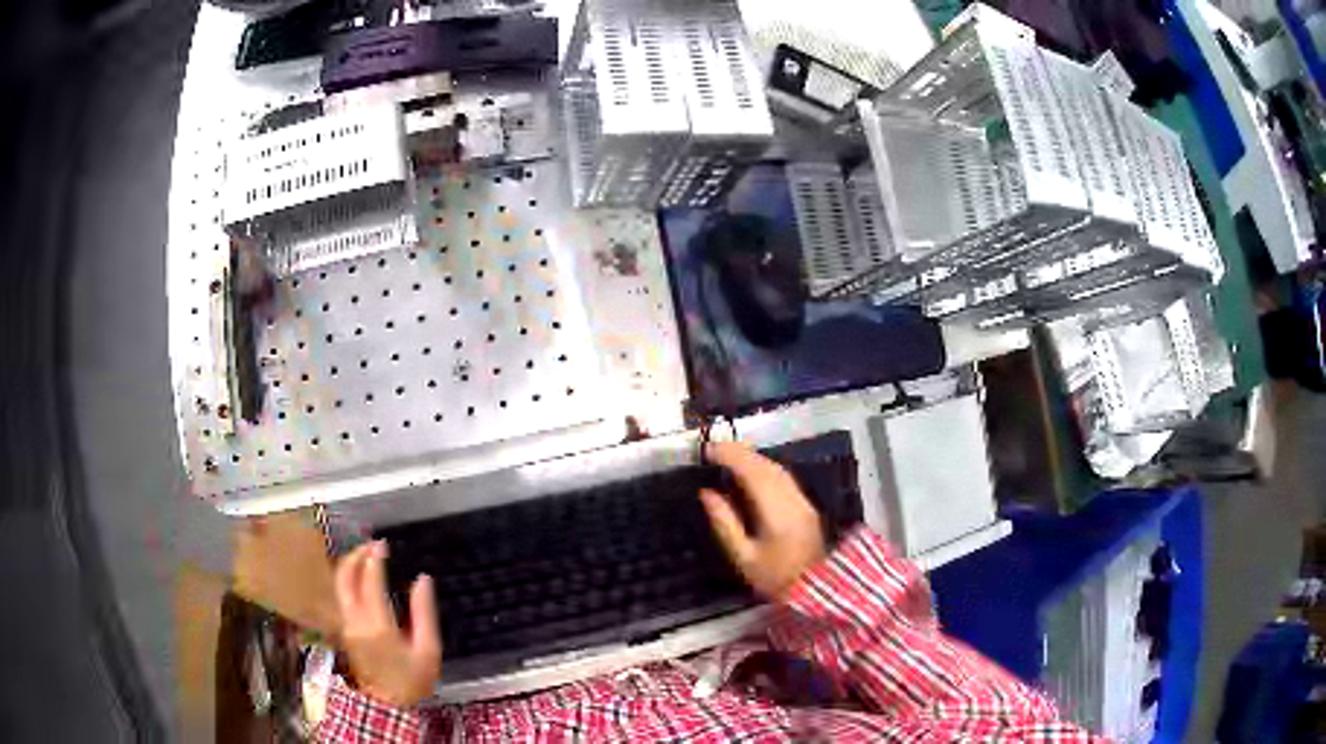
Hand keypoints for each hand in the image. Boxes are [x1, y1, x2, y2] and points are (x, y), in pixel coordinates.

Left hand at [334, 540, 441, 707]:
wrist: (391, 704)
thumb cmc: (414, 678)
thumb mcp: (428, 649)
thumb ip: (424, 612)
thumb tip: (423, 579)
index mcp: (378, 625)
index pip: (369, 581)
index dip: (374, 558)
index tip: (383, 544)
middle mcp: (355, 621)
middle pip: (344, 578)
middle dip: (356, 555)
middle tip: (371, 545)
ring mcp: (346, 626)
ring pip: (339, 586)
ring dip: (350, 566)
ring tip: (366, 556)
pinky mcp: (344, 631)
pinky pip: (342, 597)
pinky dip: (349, 580)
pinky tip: (362, 577)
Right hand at [699, 442, 825, 598]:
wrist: (816, 590)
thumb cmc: (775, 579)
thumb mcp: (743, 557)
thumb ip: (724, 523)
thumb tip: (707, 493)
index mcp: (775, 511)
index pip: (751, 472)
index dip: (730, 456)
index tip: (708, 450)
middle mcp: (792, 499)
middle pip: (766, 465)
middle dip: (740, 452)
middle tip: (714, 449)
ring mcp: (803, 501)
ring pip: (777, 469)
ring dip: (753, 457)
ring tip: (729, 455)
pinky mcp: (807, 506)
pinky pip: (783, 477)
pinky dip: (764, 467)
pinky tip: (752, 471)